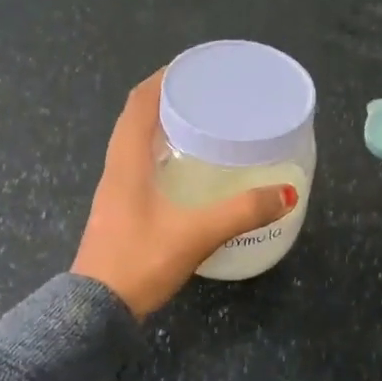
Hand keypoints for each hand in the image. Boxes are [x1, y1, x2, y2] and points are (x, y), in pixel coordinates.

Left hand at [72, 70, 296, 318]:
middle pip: (136, 122)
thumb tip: (286, 194)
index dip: (161, 80)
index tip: (190, 68)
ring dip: (162, 132)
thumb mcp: (196, 233)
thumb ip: (242, 212)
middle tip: (206, 99)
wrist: (95, 312)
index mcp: (127, 163)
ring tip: (201, 130)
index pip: (138, 104)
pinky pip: (140, 172)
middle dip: (167, 103)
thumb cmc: (140, 261)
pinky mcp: (119, 216)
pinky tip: (186, 175)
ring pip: (136, 149)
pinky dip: (162, 160)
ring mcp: (115, 195)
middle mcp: (116, 172)